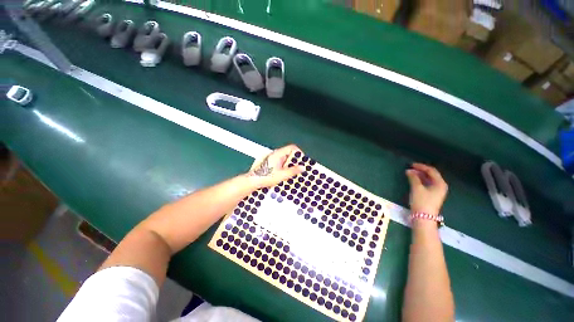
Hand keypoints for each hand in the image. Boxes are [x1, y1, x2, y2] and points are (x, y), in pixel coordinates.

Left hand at [247, 144, 304, 188]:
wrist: (253, 181)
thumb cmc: (265, 177)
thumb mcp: (282, 175)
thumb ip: (293, 170)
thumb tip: (302, 167)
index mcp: (278, 154)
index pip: (292, 148)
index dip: (299, 153)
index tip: (303, 161)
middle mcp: (275, 154)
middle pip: (289, 153)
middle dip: (295, 161)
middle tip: (299, 169)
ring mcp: (273, 158)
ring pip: (286, 158)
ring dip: (290, 165)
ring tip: (293, 173)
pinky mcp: (271, 163)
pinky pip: (282, 162)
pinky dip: (286, 167)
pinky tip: (286, 174)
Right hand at [406, 163, 447, 214]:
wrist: (423, 218)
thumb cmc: (422, 201)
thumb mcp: (417, 188)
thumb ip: (413, 178)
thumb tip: (409, 170)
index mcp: (440, 183)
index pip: (431, 171)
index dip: (421, 166)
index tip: (411, 165)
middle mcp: (440, 186)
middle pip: (431, 175)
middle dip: (420, 171)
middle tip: (410, 169)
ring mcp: (436, 192)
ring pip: (428, 180)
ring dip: (419, 176)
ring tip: (410, 174)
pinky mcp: (431, 196)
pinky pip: (426, 184)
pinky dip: (420, 181)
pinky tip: (413, 180)